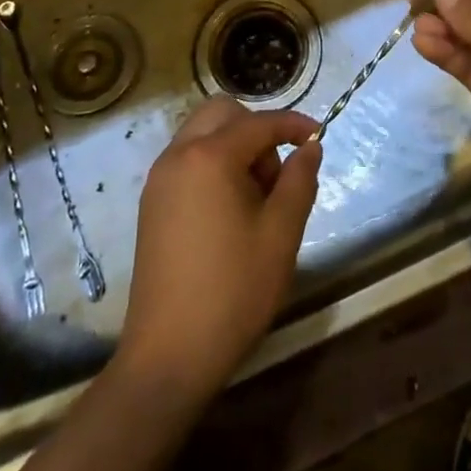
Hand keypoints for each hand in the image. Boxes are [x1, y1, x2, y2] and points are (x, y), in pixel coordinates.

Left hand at [116, 97, 322, 400]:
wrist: (168, 356)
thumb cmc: (233, 291)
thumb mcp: (281, 235)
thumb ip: (299, 181)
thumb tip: (308, 148)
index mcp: (209, 157)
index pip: (259, 123)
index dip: (292, 125)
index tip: (318, 135)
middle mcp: (178, 156)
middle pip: (222, 114)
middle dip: (256, 129)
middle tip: (276, 175)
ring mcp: (159, 180)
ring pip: (202, 134)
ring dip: (234, 146)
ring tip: (256, 197)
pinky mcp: (152, 204)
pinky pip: (187, 160)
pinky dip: (213, 164)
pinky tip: (230, 210)